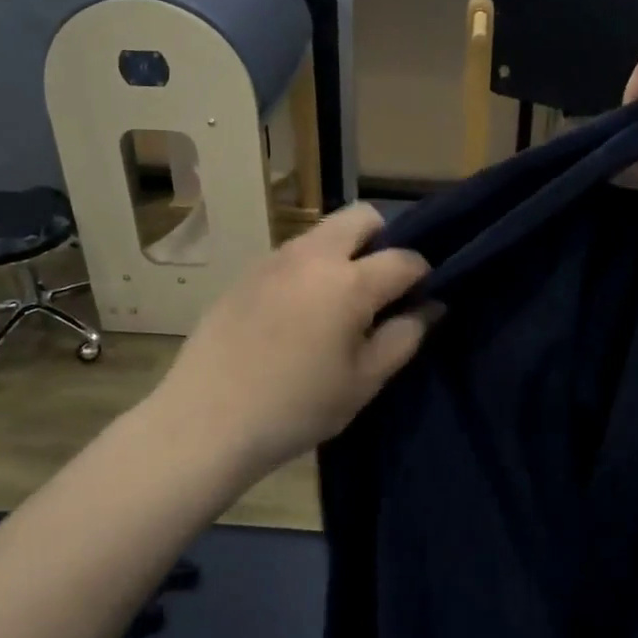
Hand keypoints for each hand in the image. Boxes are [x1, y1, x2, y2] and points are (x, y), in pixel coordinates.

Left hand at [150, 203, 431, 477]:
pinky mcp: (246, 273)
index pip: (404, 257)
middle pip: (361, 217)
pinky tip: (299, 313)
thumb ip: (404, 337)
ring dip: (344, 251)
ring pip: (323, 232)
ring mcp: (274, 259)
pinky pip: (292, 254)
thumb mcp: (363, 381)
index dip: (423, 274)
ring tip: (339, 302)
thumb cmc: (296, 407)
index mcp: (349, 282)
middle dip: (384, 239)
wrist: (206, 420)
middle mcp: (312, 255)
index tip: (423, 297)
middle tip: (381, 286)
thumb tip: (431, 306)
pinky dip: (310, 267)